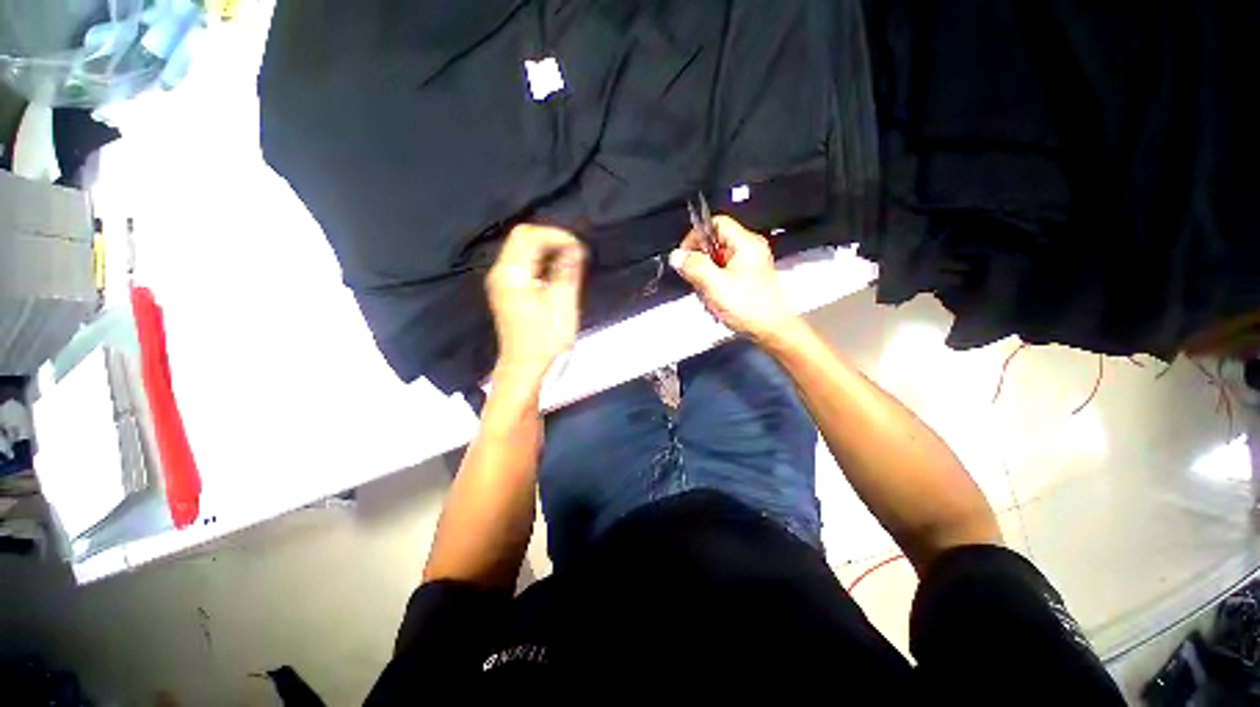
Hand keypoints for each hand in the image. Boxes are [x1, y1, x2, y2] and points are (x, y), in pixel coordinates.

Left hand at [487, 225, 586, 379]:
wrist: (525, 367)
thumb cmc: (545, 339)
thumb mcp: (562, 303)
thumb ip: (567, 271)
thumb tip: (575, 247)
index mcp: (512, 273)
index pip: (529, 235)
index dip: (556, 236)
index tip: (579, 250)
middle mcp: (501, 272)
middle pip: (523, 238)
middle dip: (552, 241)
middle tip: (576, 256)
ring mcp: (502, 282)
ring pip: (524, 251)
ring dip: (549, 252)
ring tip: (571, 265)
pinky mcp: (508, 291)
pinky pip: (524, 265)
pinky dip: (543, 263)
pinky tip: (557, 276)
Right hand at [668, 216, 798, 343]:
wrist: (771, 331)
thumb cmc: (749, 308)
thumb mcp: (715, 285)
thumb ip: (694, 267)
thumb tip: (677, 256)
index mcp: (746, 244)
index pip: (715, 224)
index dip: (696, 237)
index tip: (686, 257)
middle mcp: (750, 250)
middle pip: (714, 246)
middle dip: (701, 265)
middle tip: (699, 283)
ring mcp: (750, 266)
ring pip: (716, 264)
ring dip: (707, 281)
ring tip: (710, 298)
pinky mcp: (748, 280)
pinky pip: (723, 276)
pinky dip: (715, 288)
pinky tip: (716, 303)